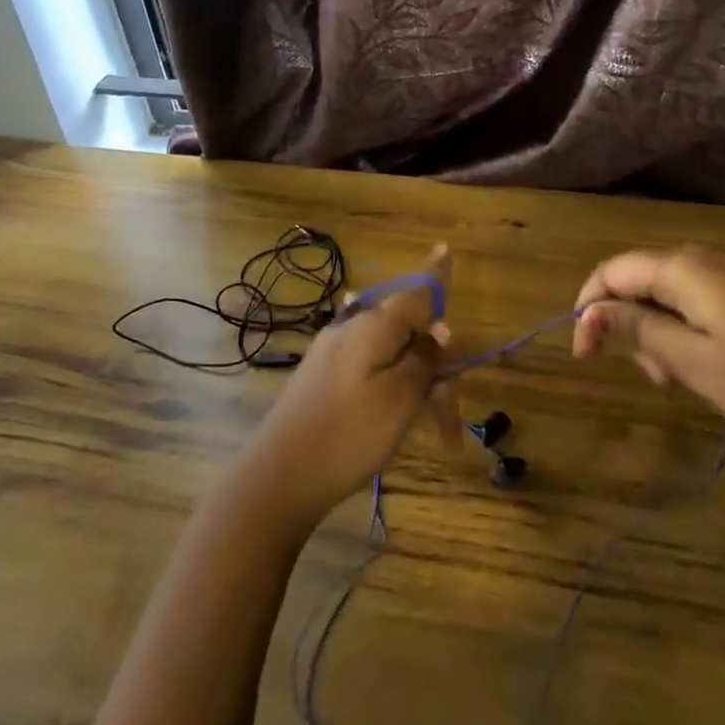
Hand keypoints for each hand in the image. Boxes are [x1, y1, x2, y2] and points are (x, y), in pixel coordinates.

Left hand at [243, 246, 461, 528]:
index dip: (435, 276)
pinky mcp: (320, 376)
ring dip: (412, 381)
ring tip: (425, 428)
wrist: (277, 478)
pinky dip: (389, 386)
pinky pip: (367, 367)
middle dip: (433, 364)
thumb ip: (424, 358)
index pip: (415, 293)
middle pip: (405, 329)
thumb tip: (440, 328)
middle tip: (447, 420)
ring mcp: (331, 351)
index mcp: (373, 325)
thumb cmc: (348, 435)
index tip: (445, 246)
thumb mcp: (400, 398)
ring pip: (388, 353)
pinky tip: (391, 404)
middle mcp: (350, 327)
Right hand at [572, 245, 724, 462]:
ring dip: (662, 330)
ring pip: (675, 291)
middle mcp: (710, 256)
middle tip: (651, 377)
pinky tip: (709, 364)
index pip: (615, 270)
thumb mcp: (696, 363)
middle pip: (644, 278)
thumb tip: (594, 310)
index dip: (589, 306)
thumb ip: (640, 329)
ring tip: (680, 379)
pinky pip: (706, 298)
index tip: (583, 352)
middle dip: (631, 323)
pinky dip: (690, 327)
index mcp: (687, 268)